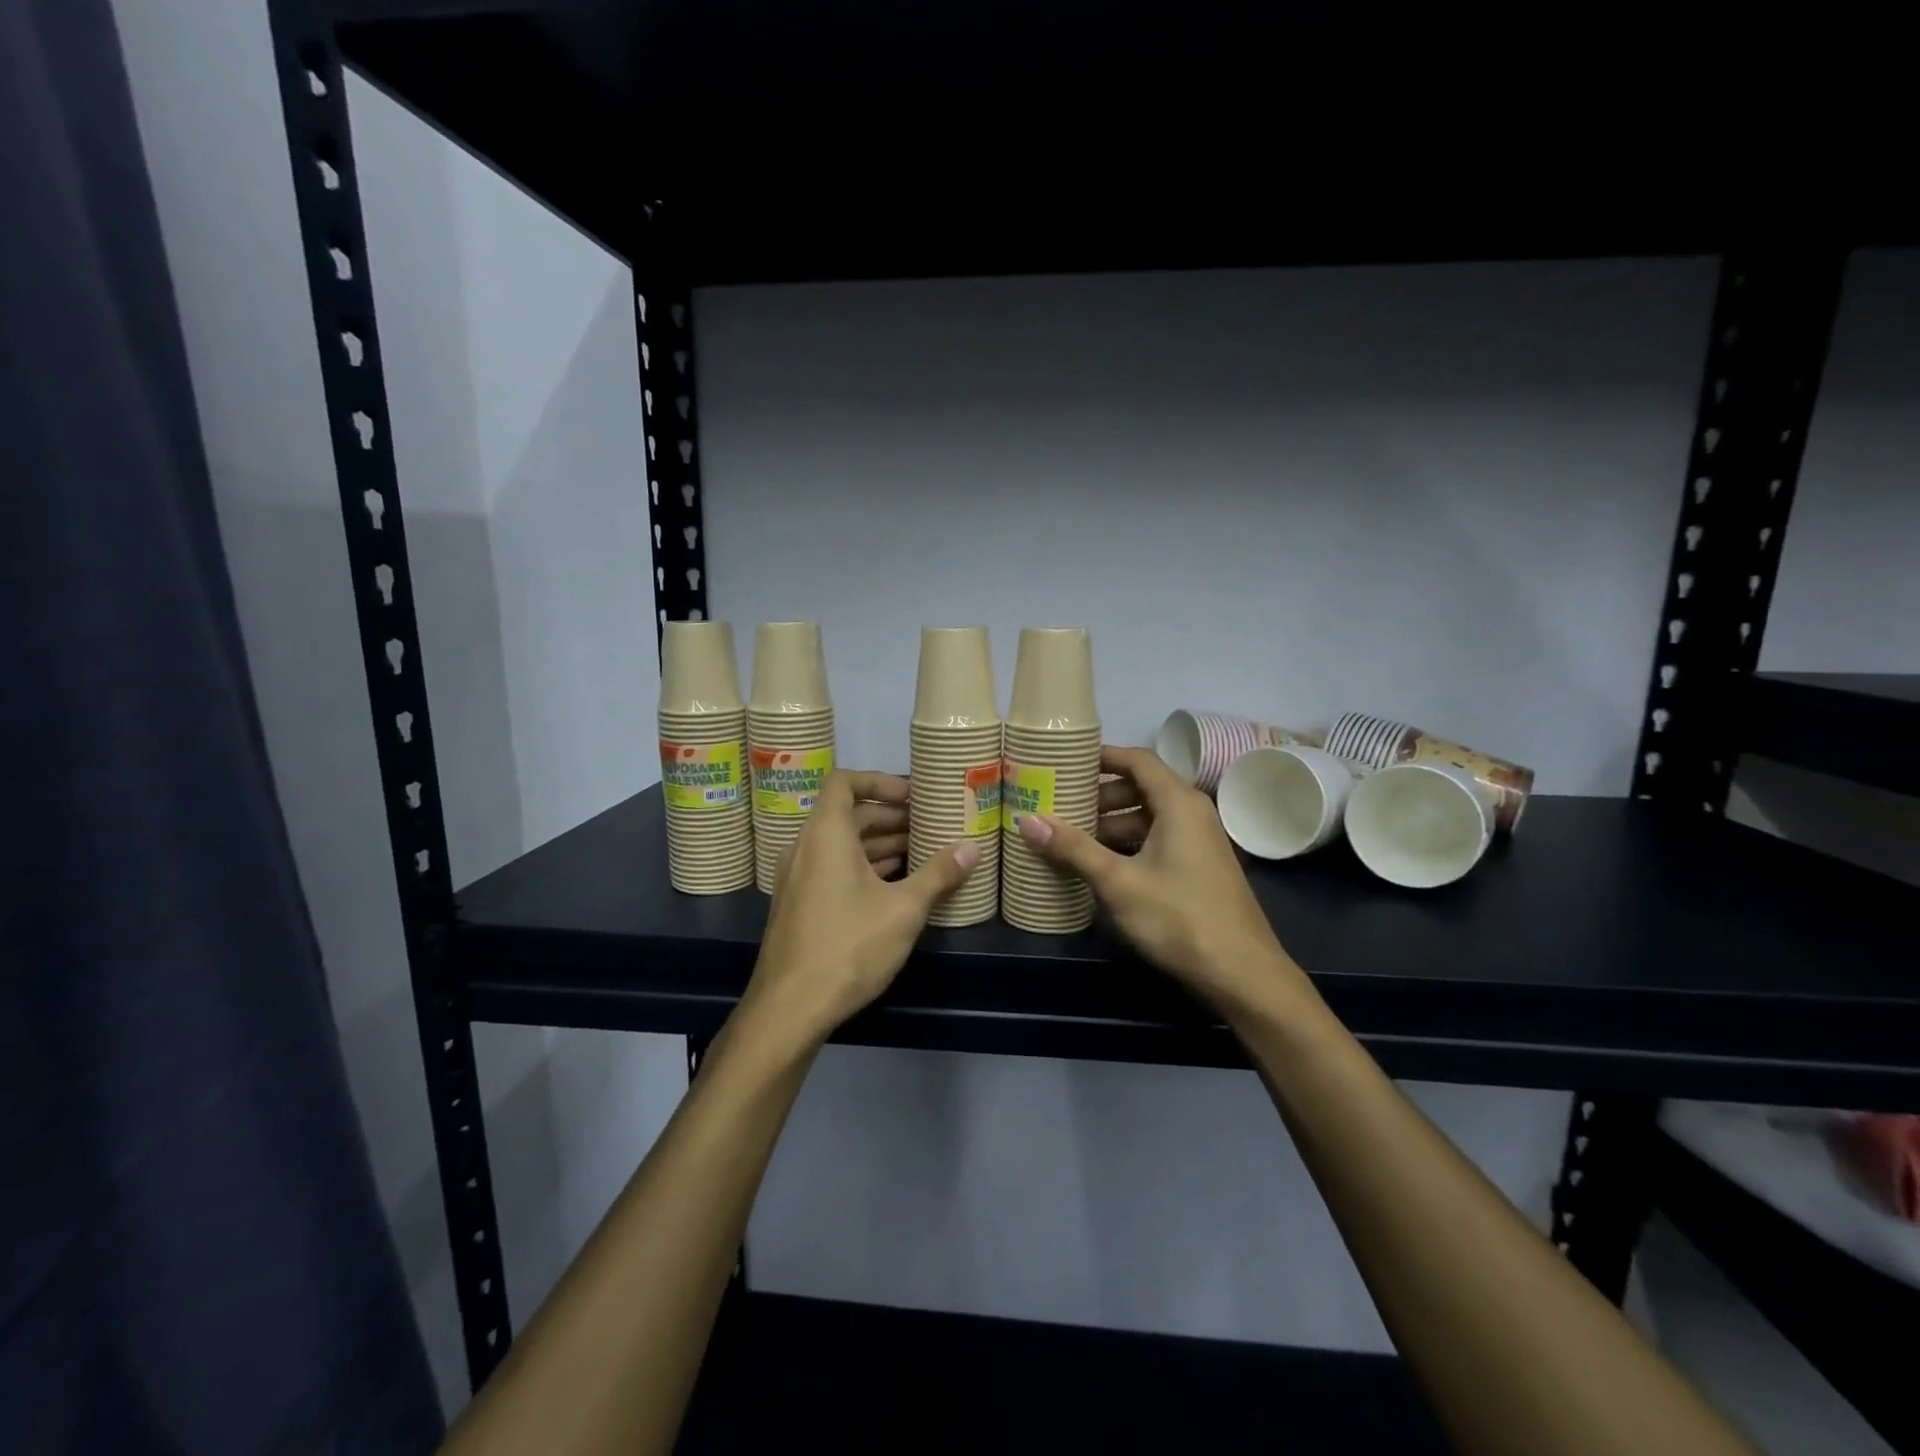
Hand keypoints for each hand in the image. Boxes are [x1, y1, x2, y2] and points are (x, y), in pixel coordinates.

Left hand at [746, 771, 978, 1044]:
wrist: (790, 1008)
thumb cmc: (849, 946)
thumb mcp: (903, 909)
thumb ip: (938, 874)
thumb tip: (972, 848)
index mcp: (826, 834)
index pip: (845, 782)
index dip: (881, 780)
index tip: (915, 795)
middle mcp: (806, 847)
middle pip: (849, 814)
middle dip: (891, 816)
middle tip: (930, 825)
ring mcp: (799, 877)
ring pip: (842, 844)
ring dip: (880, 843)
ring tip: (923, 852)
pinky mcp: (800, 904)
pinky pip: (833, 868)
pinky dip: (864, 866)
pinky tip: (897, 885)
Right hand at [1019, 746, 1316, 1023]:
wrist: (1243, 975)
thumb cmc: (1180, 918)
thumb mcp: (1119, 882)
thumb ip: (1073, 848)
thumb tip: (1026, 819)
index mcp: (1178, 803)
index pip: (1137, 760)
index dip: (1102, 757)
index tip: (1065, 762)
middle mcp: (1192, 812)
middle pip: (1141, 787)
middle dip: (1100, 795)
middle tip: (1059, 805)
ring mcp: (1199, 841)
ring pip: (1148, 817)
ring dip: (1112, 823)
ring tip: (1071, 838)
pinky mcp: (1199, 867)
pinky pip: (1158, 839)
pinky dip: (1128, 843)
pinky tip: (1101, 865)